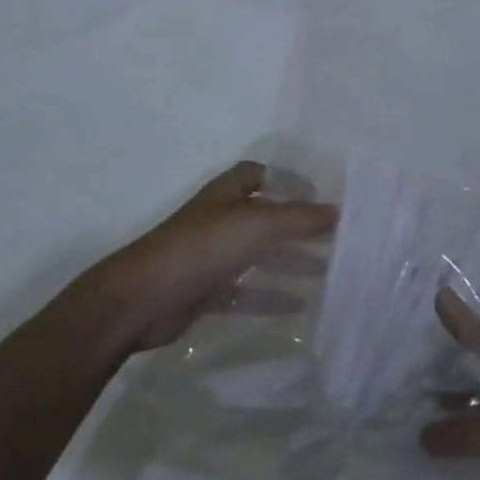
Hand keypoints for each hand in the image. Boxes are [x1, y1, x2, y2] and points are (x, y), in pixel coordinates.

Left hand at [101, 161, 335, 350]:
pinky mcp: (206, 291)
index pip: (259, 174)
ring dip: (289, 261)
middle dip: (297, 225)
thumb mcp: (257, 224)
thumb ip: (299, 218)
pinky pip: (246, 290)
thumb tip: (337, 211)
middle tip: (333, 237)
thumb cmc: (202, 248)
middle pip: (265, 216)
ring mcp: (212, 256)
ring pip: (258, 254)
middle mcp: (220, 220)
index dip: (287, 180)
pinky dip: (270, 296)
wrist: (141, 299)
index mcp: (227, 194)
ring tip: (326, 270)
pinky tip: (298, 305)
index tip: (318, 196)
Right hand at [418, 288, 479, 479]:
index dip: (450, 345)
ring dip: (451, 414)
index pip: (479, 335)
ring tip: (410, 427)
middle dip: (447, 383)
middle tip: (407, 394)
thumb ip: (476, 331)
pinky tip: (431, 444)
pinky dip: (463, 438)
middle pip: (478, 372)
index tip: (417, 356)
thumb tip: (438, 295)